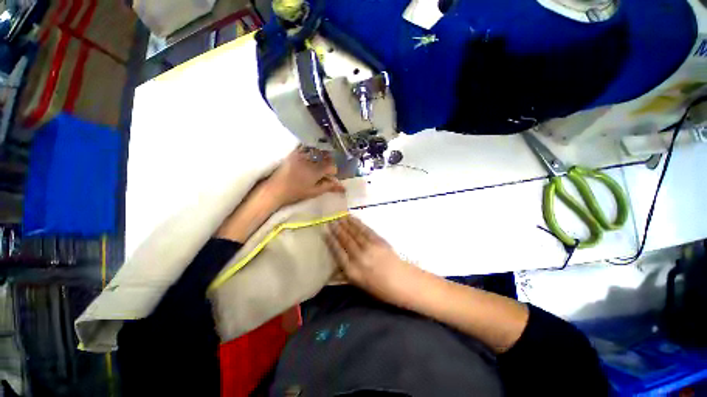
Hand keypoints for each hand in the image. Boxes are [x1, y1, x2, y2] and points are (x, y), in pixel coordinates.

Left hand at [264, 146, 344, 207]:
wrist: (275, 189)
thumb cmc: (295, 193)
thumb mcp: (314, 192)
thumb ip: (329, 187)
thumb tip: (343, 187)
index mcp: (316, 171)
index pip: (332, 166)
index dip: (334, 171)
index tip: (332, 176)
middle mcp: (310, 160)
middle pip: (326, 157)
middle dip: (329, 162)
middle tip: (327, 169)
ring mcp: (301, 154)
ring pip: (318, 151)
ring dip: (322, 155)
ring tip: (320, 162)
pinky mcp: (294, 153)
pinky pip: (307, 147)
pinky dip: (312, 150)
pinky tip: (312, 155)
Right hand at [326, 217, 419, 305]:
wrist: (403, 282)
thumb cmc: (381, 289)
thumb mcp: (360, 285)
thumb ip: (346, 275)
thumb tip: (333, 267)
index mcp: (352, 271)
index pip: (337, 252)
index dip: (330, 240)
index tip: (324, 231)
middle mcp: (359, 258)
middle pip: (345, 240)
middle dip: (336, 229)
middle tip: (330, 220)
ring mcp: (369, 248)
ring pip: (354, 233)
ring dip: (345, 224)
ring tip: (338, 217)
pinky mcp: (379, 241)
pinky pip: (365, 230)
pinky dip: (357, 223)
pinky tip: (352, 219)